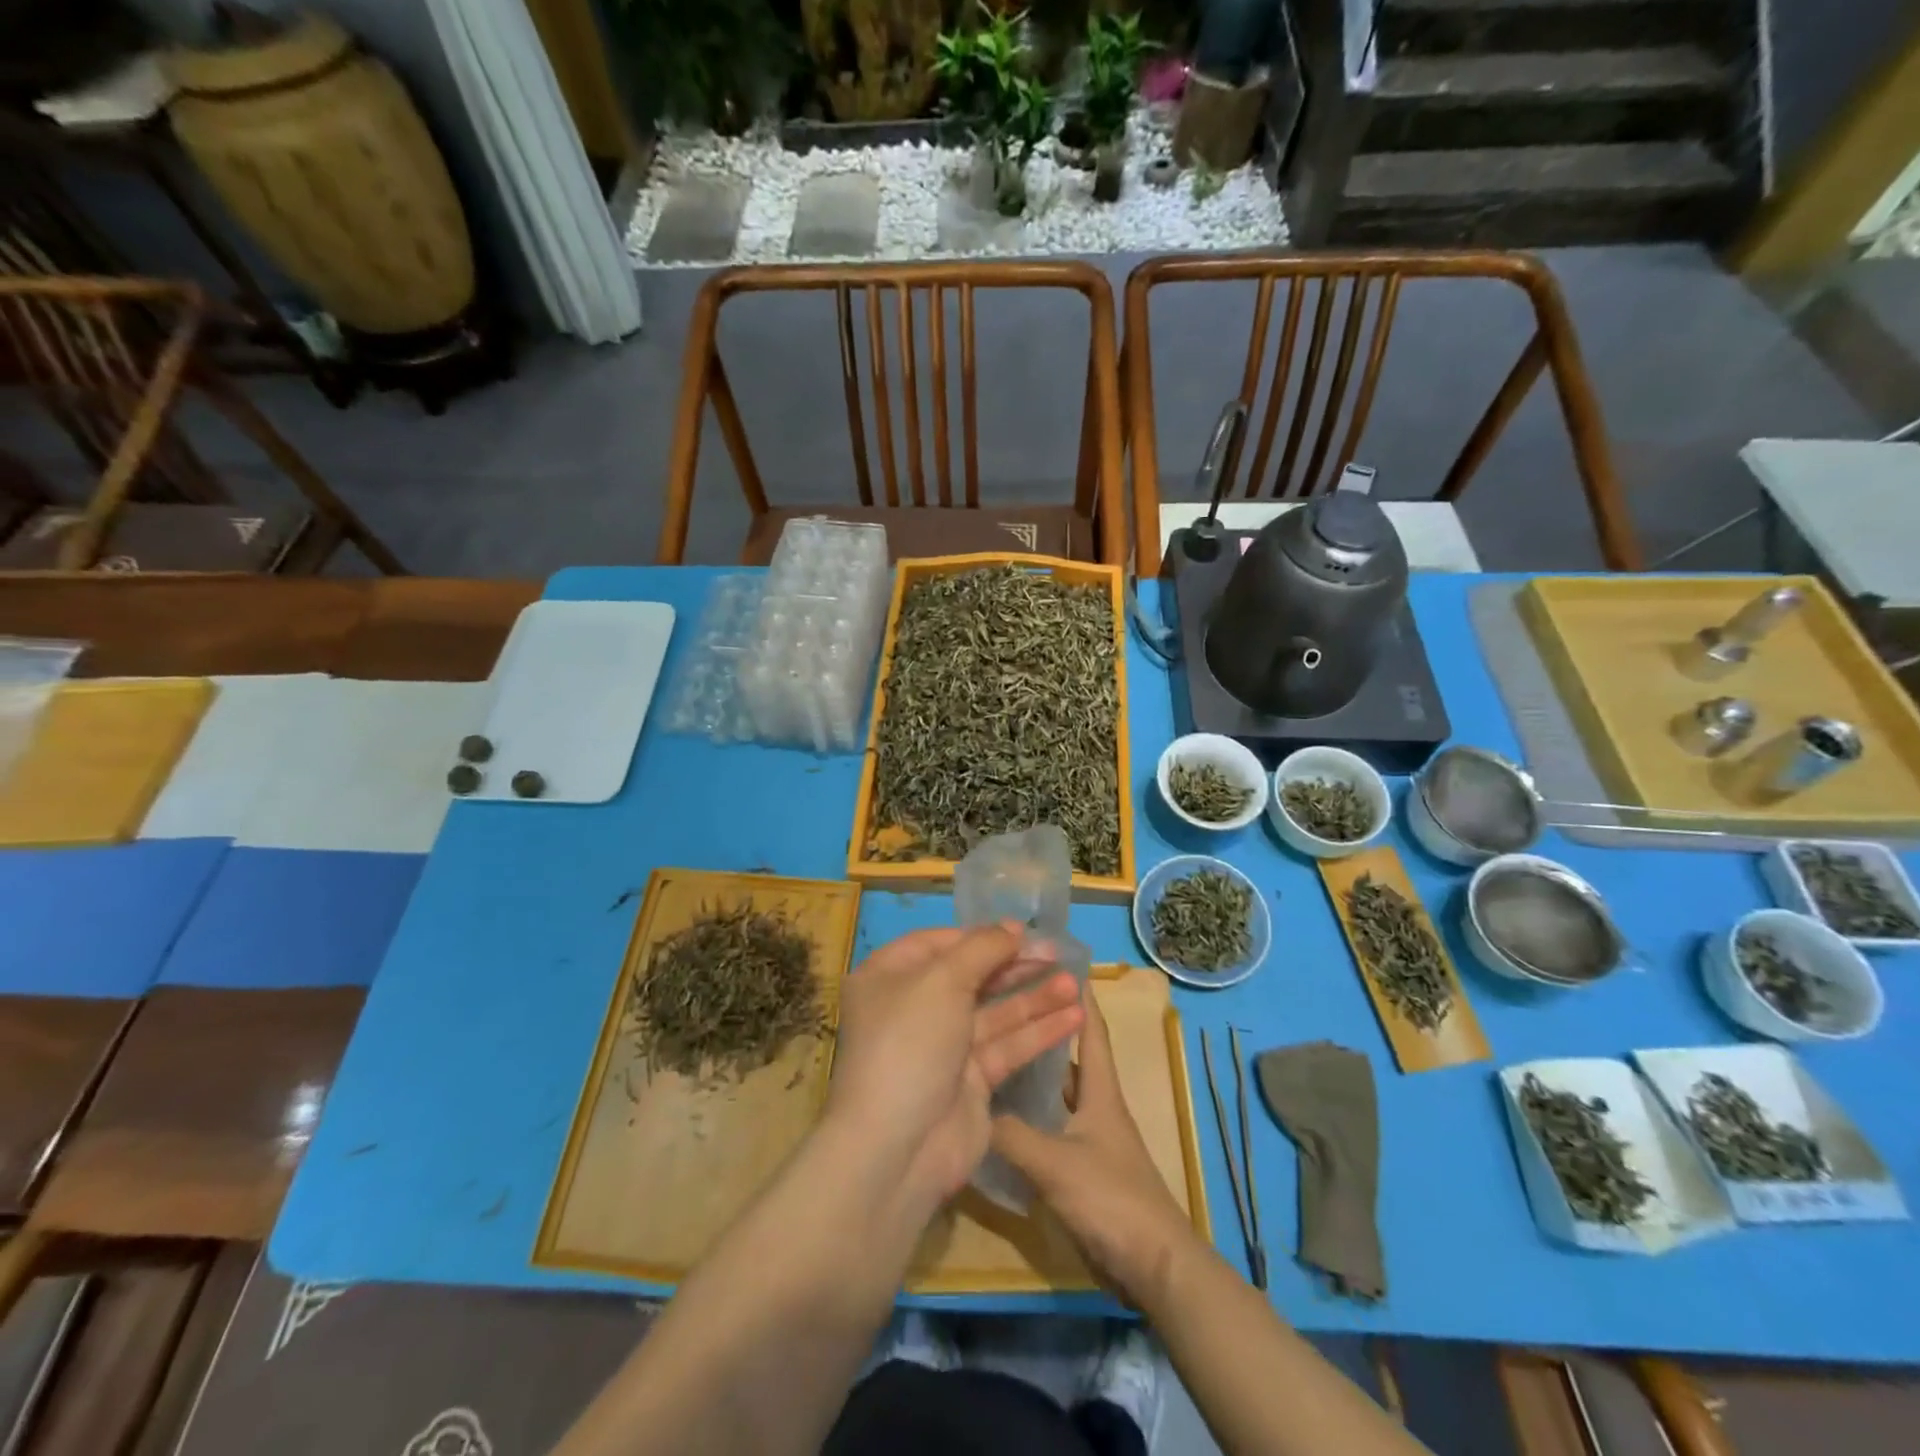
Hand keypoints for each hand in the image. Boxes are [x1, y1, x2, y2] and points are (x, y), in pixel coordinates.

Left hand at [824, 925, 1083, 1211]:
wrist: (898, 1149)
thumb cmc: (910, 1043)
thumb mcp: (942, 980)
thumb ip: (982, 948)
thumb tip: (1011, 928)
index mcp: (891, 977)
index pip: (939, 943)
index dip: (980, 936)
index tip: (1022, 931)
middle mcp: (915, 1008)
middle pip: (972, 976)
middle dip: (1015, 965)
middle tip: (1058, 954)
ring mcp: (944, 1047)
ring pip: (995, 1013)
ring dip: (1035, 997)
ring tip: (1075, 983)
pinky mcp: (970, 1082)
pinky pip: (1007, 1046)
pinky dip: (1038, 1032)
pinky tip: (1074, 1017)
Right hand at [991, 985, 1198, 1309]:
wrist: (1153, 1268)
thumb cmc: (1112, 1200)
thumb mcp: (1055, 1163)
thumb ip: (1011, 1135)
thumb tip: (971, 1107)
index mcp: (1101, 1092)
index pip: (1092, 1030)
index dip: (1080, 995)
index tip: (1057, 963)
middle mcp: (1097, 1107)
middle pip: (1071, 1059)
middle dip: (1045, 1029)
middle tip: (1006, 1006)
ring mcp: (1091, 1139)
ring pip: (1058, 1095)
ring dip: (1034, 1075)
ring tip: (996, 1052)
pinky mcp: (1083, 1169)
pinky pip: (1051, 1129)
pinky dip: (1030, 1118)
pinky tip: (1001, 1119)